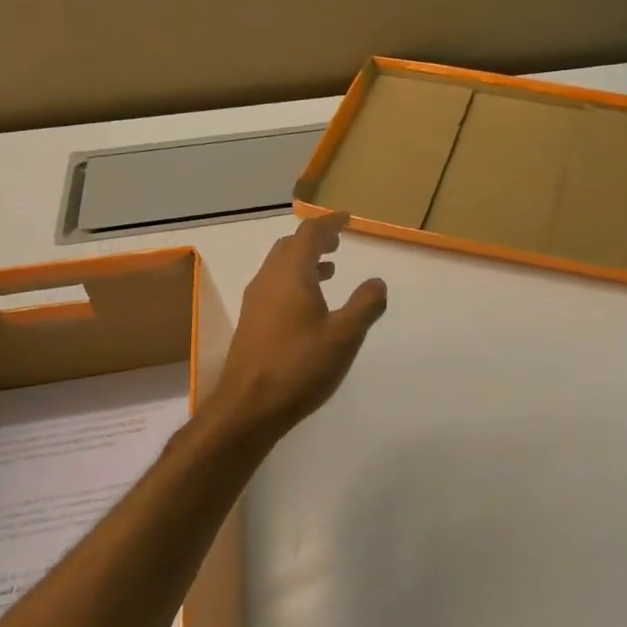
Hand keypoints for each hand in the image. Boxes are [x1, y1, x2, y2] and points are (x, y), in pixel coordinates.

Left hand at [213, 213, 387, 438]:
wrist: (248, 407)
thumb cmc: (299, 366)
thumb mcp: (344, 336)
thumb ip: (365, 305)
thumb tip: (377, 282)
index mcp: (290, 275)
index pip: (309, 234)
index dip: (328, 223)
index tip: (346, 220)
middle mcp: (268, 280)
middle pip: (289, 247)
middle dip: (314, 240)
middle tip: (337, 241)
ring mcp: (256, 302)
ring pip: (279, 267)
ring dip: (303, 261)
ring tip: (329, 270)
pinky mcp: (252, 323)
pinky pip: (274, 287)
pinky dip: (294, 281)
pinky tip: (309, 305)